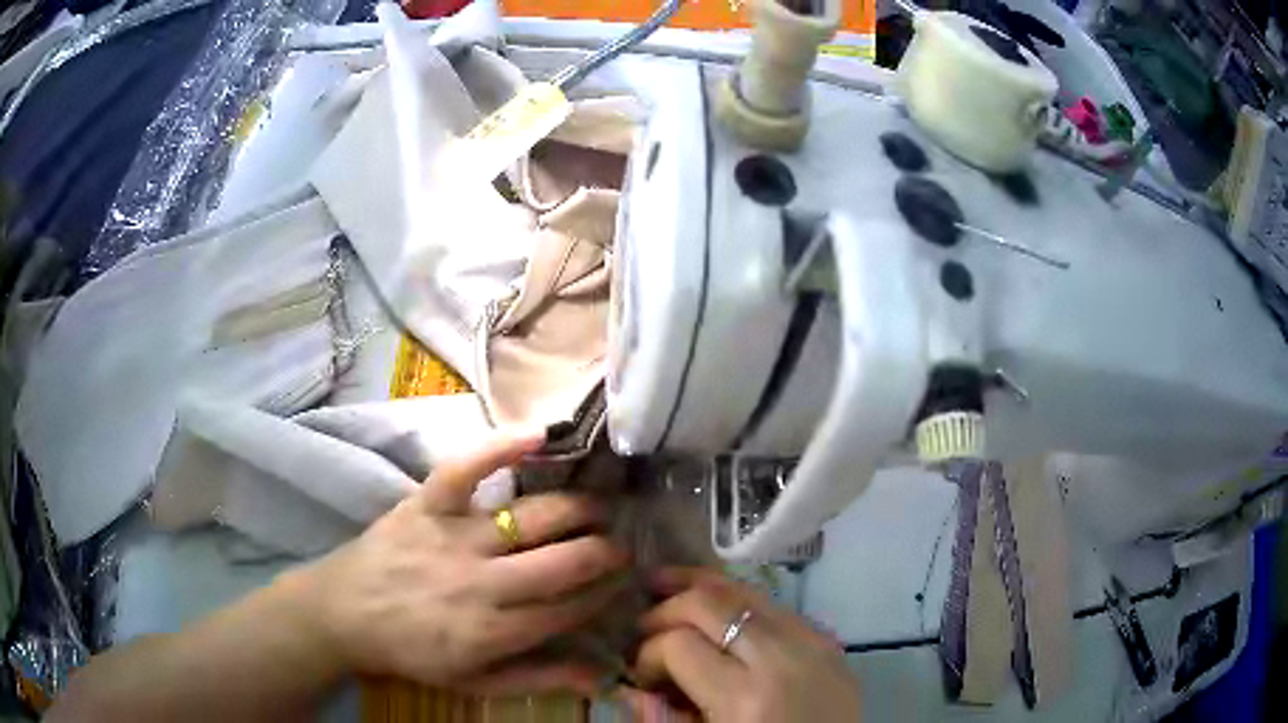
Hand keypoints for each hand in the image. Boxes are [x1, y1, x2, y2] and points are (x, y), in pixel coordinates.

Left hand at [284, 428, 627, 694]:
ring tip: (601, 507)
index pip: (571, 608)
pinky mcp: (426, 503)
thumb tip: (602, 675)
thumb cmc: (413, 652)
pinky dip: (502, 447)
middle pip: (564, 561)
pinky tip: (541, 433)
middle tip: (621, 545)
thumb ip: (539, 677)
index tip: (622, 582)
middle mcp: (482, 583)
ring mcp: (454, 537)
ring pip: (534, 517)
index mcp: (494, 631)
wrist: (344, 613)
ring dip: (579, 509)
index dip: (605, 592)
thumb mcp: (476, 681)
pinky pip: (467, 468)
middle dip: (605, 552)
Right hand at [622, 568, 860, 721]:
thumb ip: (663, 717)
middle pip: (711, 602)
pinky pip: (776, 607)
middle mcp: (782, 658)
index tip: (642, 674)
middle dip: (667, 608)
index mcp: (745, 698)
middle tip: (644, 626)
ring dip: (701, 590)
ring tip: (666, 585)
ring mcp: (813, 642)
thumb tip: (629, 686)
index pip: (680, 644)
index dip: (648, 654)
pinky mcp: (829, 640)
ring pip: (746, 591)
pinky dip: (740, 603)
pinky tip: (720, 611)